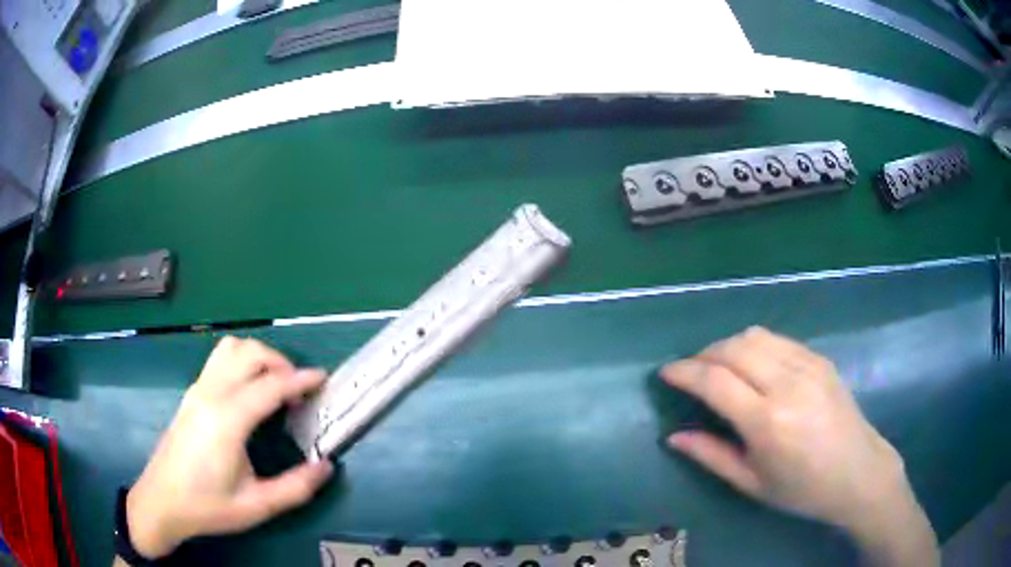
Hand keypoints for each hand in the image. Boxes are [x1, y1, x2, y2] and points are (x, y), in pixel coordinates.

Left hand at [125, 337, 333, 558]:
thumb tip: (326, 467)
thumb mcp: (257, 506)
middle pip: (249, 352)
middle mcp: (211, 394)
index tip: (323, 380)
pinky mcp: (191, 395)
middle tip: (298, 390)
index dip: (301, 379)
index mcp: (228, 419)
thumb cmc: (208, 506)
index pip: (270, 384)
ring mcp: (197, 390)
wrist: (162, 501)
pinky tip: (249, 394)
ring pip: (230, 349)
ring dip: (258, 357)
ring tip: (274, 385)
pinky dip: (242, 363)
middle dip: (280, 361)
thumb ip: (296, 488)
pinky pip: (219, 360)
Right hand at [661, 327, 936, 565]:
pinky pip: (778, 339)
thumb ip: (711, 456)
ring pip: (755, 335)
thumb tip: (673, 436)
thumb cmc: (802, 490)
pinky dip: (755, 345)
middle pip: (732, 348)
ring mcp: (808, 366)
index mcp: (767, 422)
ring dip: (728, 345)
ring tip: (719, 366)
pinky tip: (753, 365)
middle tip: (691, 372)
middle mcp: (787, 384)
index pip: (715, 381)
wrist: (859, 473)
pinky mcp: (820, 359)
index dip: (684, 372)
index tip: (666, 373)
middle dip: (703, 354)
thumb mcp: (752, 484)